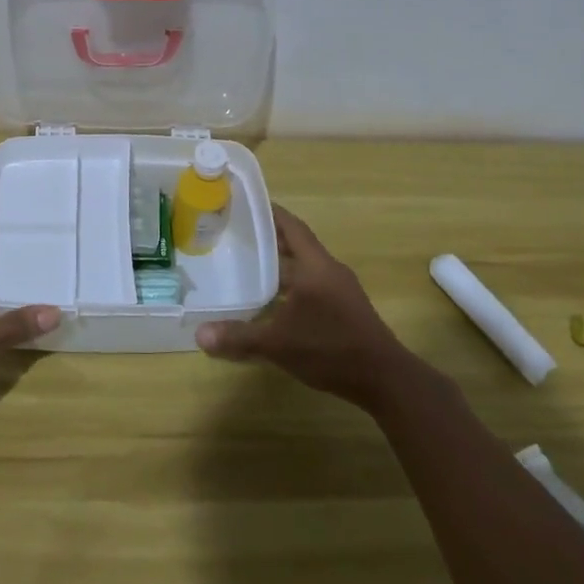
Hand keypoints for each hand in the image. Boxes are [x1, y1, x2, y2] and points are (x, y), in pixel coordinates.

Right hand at [196, 204, 416, 411]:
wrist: (384, 379)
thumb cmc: (331, 349)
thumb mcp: (279, 344)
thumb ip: (239, 337)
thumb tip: (199, 335)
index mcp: (315, 266)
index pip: (291, 226)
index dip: (270, 213)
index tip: (245, 204)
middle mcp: (328, 270)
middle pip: (296, 244)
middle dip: (269, 238)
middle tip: (236, 234)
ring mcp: (340, 289)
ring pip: (305, 266)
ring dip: (281, 263)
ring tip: (248, 264)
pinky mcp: (345, 307)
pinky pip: (313, 283)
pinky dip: (292, 284)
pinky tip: (273, 299)